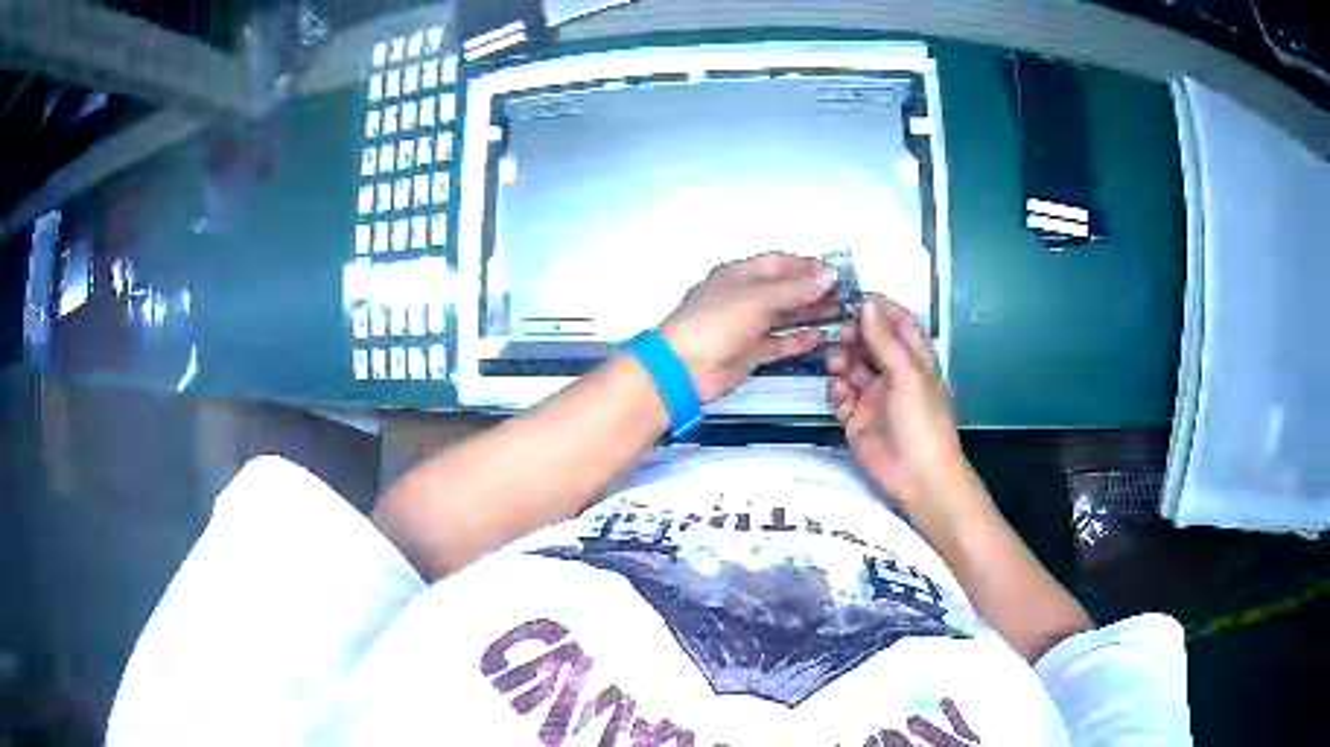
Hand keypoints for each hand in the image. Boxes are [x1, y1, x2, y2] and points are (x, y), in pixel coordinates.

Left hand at [660, 252, 839, 403]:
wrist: (684, 367)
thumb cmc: (718, 322)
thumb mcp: (758, 298)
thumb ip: (796, 288)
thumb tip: (830, 274)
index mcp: (741, 274)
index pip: (779, 263)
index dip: (807, 266)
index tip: (836, 272)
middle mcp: (746, 297)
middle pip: (785, 289)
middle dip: (814, 290)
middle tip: (846, 296)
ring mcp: (748, 326)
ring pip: (785, 316)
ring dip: (811, 314)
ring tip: (841, 315)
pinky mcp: (751, 353)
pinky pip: (779, 343)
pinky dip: (798, 339)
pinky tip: (821, 337)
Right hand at [825, 297, 971, 508]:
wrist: (918, 476)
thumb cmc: (922, 421)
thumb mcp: (908, 376)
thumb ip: (885, 341)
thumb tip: (867, 304)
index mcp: (914, 359)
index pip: (897, 323)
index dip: (878, 308)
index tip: (853, 298)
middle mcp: (892, 373)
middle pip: (868, 342)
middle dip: (853, 334)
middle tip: (840, 332)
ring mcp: (872, 396)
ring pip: (849, 366)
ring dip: (841, 360)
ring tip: (837, 364)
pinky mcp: (855, 418)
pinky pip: (838, 395)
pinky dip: (836, 392)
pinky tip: (841, 397)